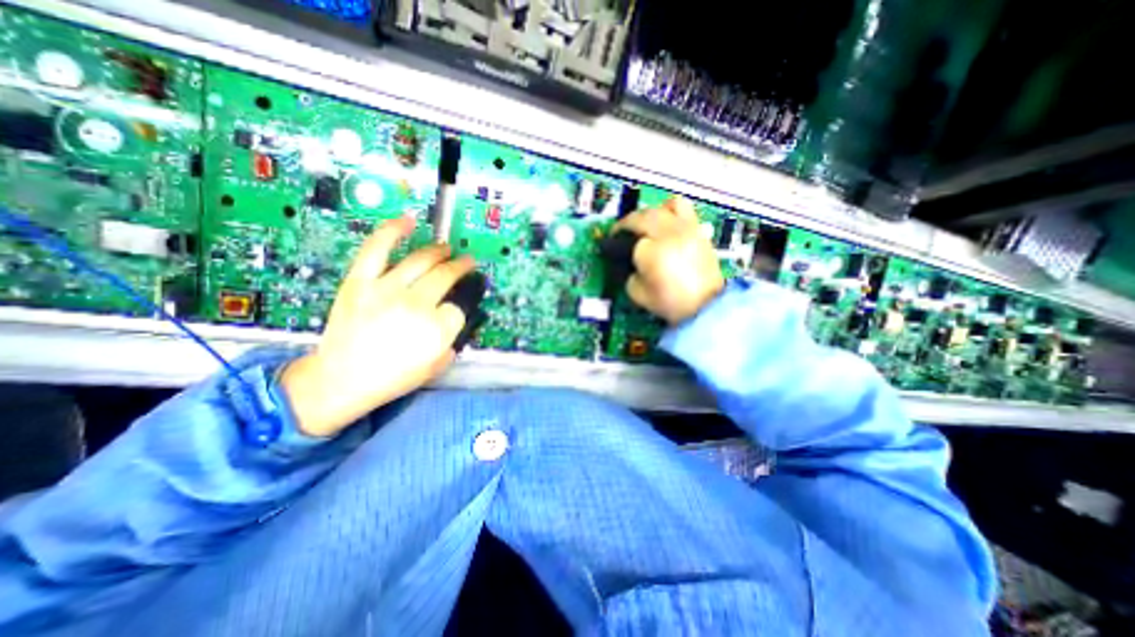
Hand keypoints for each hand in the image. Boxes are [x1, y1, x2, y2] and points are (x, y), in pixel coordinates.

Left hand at [278, 216, 475, 435]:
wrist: (341, 380)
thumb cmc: (392, 378)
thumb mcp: (436, 366)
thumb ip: (452, 341)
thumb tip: (455, 319)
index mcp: (436, 329)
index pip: (458, 308)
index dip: (458, 308)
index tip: (453, 309)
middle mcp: (416, 305)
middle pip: (446, 276)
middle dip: (461, 267)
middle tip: (467, 262)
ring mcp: (386, 289)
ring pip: (421, 260)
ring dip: (439, 251)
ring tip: (447, 249)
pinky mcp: (360, 281)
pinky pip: (377, 249)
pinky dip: (393, 231)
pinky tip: (409, 220)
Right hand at [616, 197, 721, 325]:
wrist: (705, 306)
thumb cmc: (670, 303)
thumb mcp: (637, 294)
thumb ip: (627, 274)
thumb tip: (630, 261)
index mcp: (651, 252)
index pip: (629, 240)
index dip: (618, 245)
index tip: (614, 248)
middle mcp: (668, 234)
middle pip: (642, 216)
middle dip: (628, 224)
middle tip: (622, 234)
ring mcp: (686, 229)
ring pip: (662, 206)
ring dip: (650, 213)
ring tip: (647, 225)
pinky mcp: (698, 230)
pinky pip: (683, 207)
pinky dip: (670, 210)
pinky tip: (667, 224)